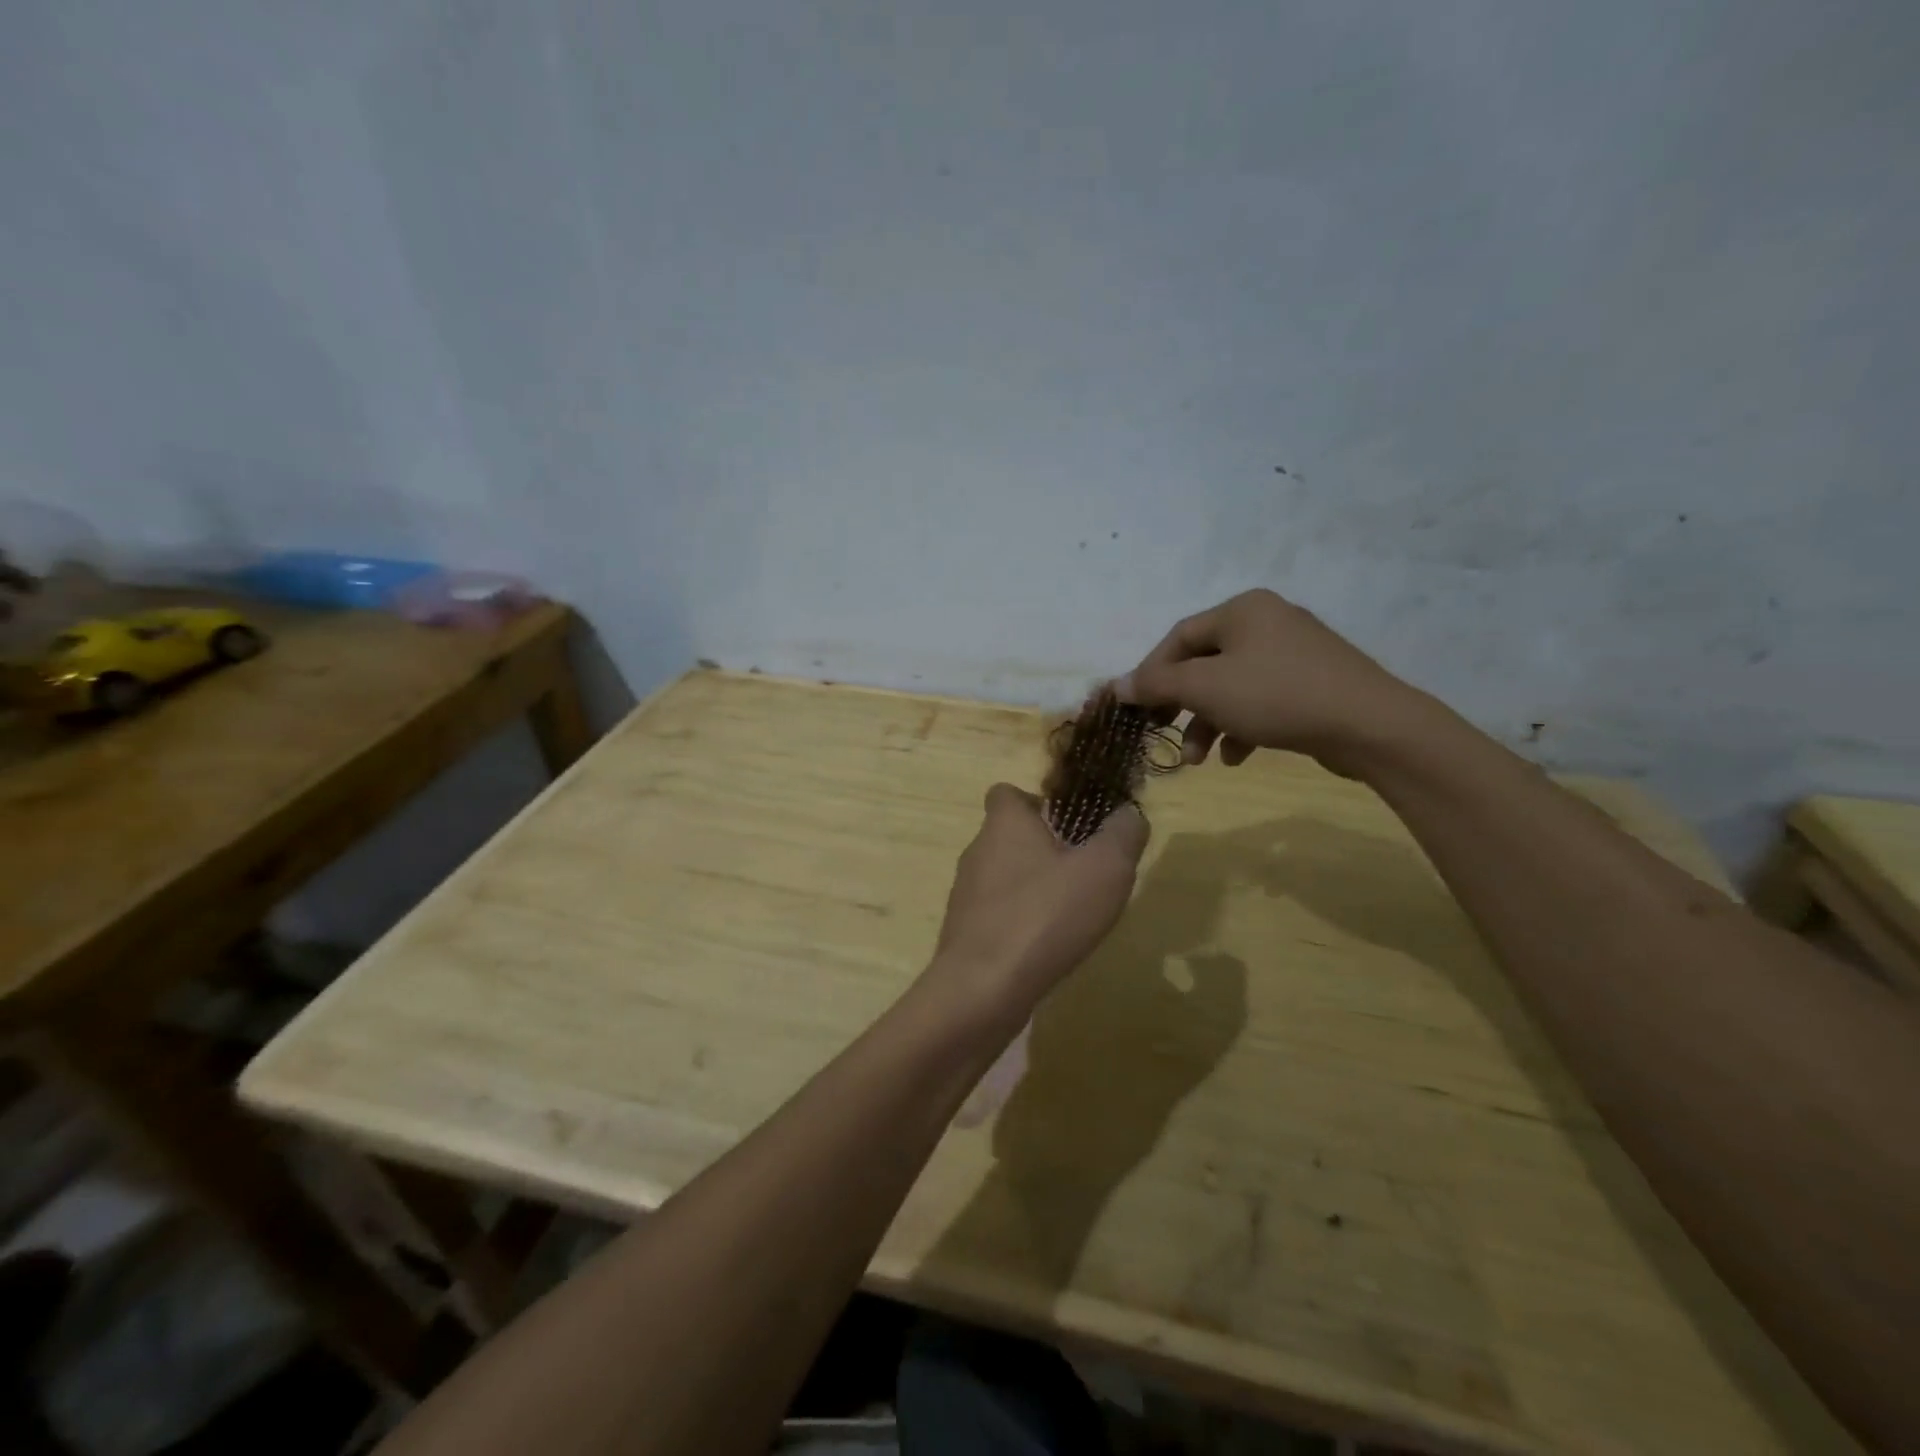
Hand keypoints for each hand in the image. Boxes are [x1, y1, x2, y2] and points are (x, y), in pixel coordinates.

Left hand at [933, 784, 1148, 1007]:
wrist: (983, 988)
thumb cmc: (1045, 915)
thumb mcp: (1105, 869)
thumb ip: (1123, 835)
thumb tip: (1129, 815)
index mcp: (1004, 823)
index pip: (1008, 793)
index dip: (1038, 802)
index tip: (1071, 825)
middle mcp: (978, 850)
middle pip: (1009, 836)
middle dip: (1044, 850)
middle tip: (1084, 874)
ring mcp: (966, 893)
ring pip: (1004, 877)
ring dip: (1034, 888)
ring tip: (1071, 915)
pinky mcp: (964, 931)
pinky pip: (998, 914)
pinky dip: (1021, 922)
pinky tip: (1046, 947)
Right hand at [1117, 589, 1432, 774]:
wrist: (1370, 725)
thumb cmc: (1276, 695)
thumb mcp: (1205, 688)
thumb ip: (1156, 684)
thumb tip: (1116, 684)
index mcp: (1242, 610)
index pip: (1179, 637)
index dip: (1151, 673)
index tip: (1136, 708)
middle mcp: (1267, 622)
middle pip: (1204, 664)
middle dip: (1181, 706)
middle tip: (1162, 732)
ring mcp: (1294, 653)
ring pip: (1232, 687)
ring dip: (1208, 724)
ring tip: (1199, 761)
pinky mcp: (1313, 683)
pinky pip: (1262, 700)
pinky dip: (1242, 727)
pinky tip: (1237, 757)